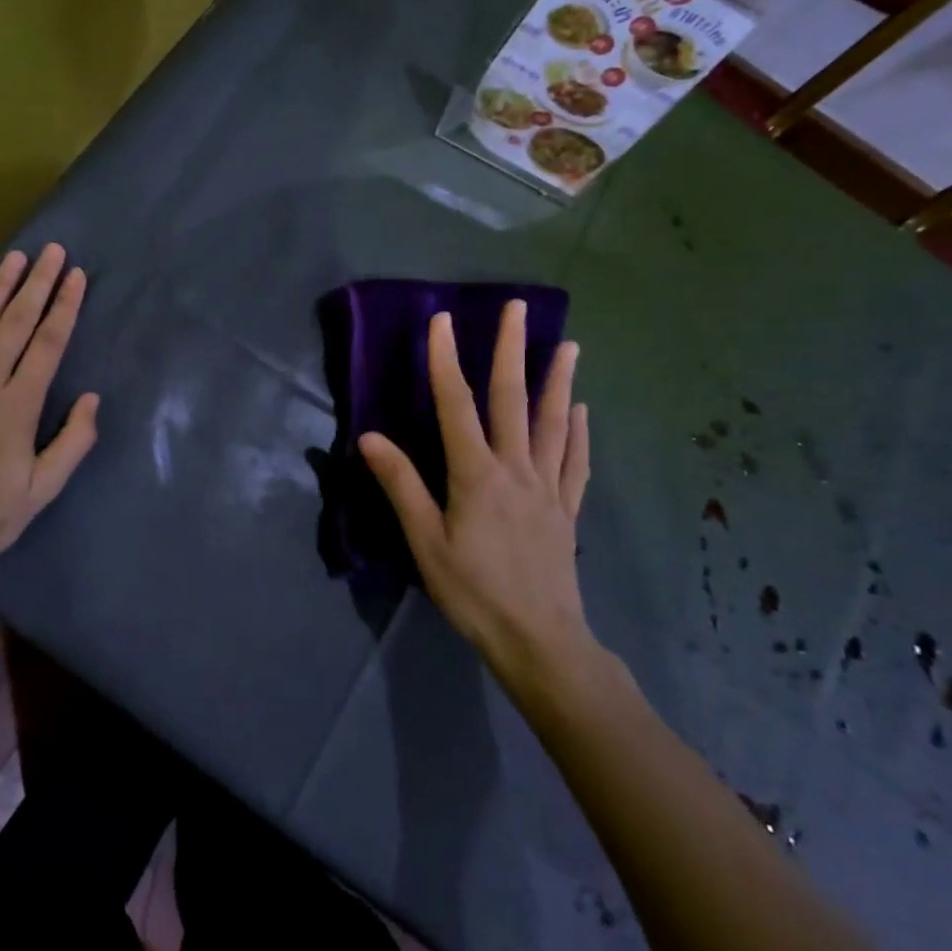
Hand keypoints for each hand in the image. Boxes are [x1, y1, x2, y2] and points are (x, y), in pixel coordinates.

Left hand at [0, 244, 99, 569]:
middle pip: (16, 324)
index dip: (64, 307)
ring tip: (15, 257)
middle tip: (52, 250)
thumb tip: (92, 398)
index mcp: (19, 405)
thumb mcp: (41, 491)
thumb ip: (72, 443)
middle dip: (37, 284)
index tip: (76, 276)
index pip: (48, 344)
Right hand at [358, 306, 598, 695]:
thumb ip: (401, 485)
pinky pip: (576, 462)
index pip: (456, 404)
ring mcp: (548, 488)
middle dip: (512, 350)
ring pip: (553, 424)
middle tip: (519, 308)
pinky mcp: (566, 510)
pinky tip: (582, 411)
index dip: (445, 359)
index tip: (442, 319)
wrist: (539, 641)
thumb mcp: (425, 542)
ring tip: (569, 345)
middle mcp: (516, 469)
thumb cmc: (474, 592)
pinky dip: (580, 433)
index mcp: (476, 474)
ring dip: (558, 381)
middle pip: (512, 399)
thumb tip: (369, 437)